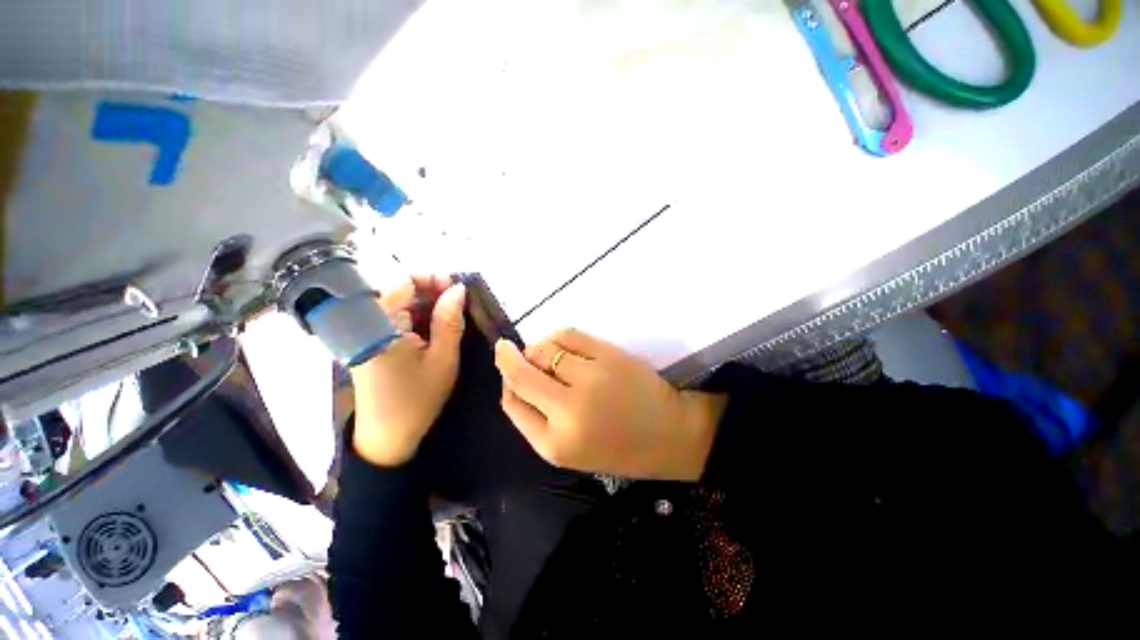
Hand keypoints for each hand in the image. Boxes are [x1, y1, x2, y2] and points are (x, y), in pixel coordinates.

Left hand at [351, 275, 465, 466]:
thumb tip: (459, 289)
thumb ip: (450, 321)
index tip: (456, 287)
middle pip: (400, 290)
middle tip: (460, 302)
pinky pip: (396, 318)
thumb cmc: (417, 399)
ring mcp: (368, 333)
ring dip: (427, 304)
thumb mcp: (443, 359)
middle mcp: (368, 323)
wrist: (387, 437)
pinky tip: (437, 327)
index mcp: (381, 326)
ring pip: (400, 304)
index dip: (432, 278)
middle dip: (432, 291)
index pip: (403, 282)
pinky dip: (418, 317)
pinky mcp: (372, 342)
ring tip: (453, 314)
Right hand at [494, 329, 726, 480]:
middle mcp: (568, 411)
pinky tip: (563, 344)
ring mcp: (590, 379)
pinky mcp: (608, 356)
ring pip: (543, 350)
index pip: (512, 402)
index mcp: (555, 444)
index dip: (506, 381)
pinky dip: (558, 337)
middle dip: (508, 357)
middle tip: (508, 350)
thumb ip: (536, 418)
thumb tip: (514, 376)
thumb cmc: (618, 447)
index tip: (507, 368)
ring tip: (549, 356)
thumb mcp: (569, 450)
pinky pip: (568, 335)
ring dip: (538, 349)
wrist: (670, 434)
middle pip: (521, 373)